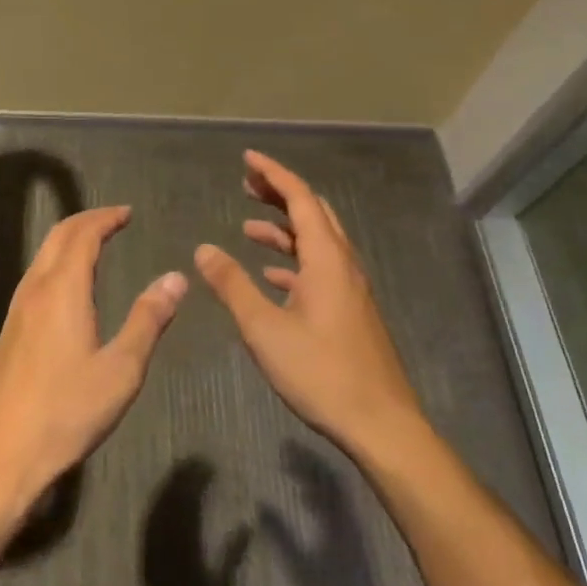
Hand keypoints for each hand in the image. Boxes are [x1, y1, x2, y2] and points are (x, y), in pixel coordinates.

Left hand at [0, 207, 187, 519]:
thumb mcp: (121, 369)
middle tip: (114, 219)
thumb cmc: (67, 410)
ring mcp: (17, 309)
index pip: (83, 234)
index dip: (106, 218)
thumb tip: (176, 278)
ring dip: (69, 240)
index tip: (127, 212)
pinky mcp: (9, 330)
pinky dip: (57, 262)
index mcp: (63, 289)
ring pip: (43, 256)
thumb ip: (148, 320)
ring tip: (95, 244)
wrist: (2, 453)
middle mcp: (36, 289)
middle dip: (86, 220)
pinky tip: (68, 286)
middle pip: (58, 236)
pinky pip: (35, 276)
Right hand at [196, 151, 420, 458]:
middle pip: (312, 213)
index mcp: (326, 258)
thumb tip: (203, 249)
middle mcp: (343, 264)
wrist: (383, 426)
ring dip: (284, 228)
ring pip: (317, 241)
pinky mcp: (352, 311)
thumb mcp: (265, 328)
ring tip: (248, 226)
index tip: (247, 158)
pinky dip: (294, 259)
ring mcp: (351, 289)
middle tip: (246, 185)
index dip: (273, 174)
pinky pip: (321, 268)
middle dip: (279, 194)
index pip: (300, 198)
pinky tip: (272, 275)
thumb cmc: (322, 372)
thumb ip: (232, 285)